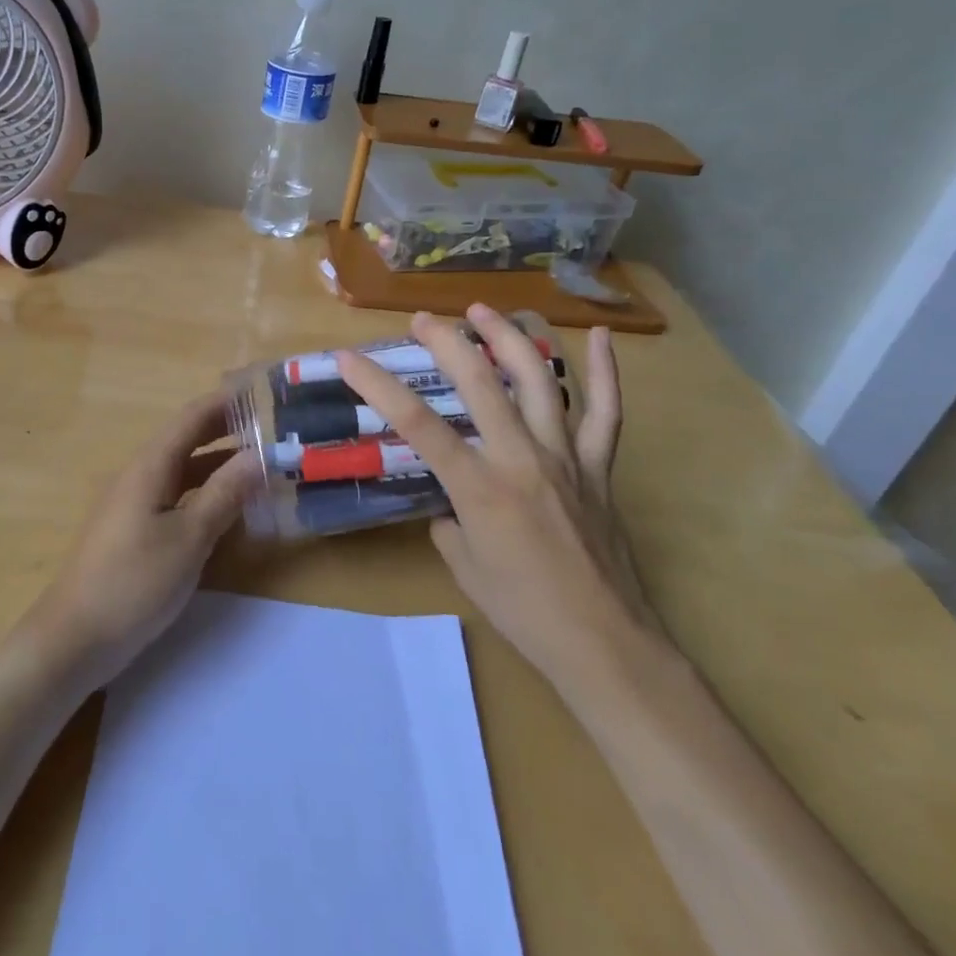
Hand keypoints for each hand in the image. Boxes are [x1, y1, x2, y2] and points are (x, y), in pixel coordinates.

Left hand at [29, 394, 259, 688]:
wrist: (74, 639)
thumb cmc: (134, 582)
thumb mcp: (189, 538)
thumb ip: (224, 494)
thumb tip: (259, 455)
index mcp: (150, 466)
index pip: (192, 417)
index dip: (226, 402)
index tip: (263, 394)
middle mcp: (140, 475)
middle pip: (187, 440)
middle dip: (227, 431)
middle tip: (271, 430)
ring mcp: (133, 503)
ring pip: (183, 471)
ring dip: (219, 465)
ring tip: (260, 466)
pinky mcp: (132, 530)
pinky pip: (175, 497)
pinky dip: (204, 493)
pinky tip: (227, 510)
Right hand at [336, 306, 662, 694]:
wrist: (605, 646)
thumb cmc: (525, 614)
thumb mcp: (464, 568)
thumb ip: (449, 522)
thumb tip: (450, 502)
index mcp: (480, 488)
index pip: (417, 424)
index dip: (378, 385)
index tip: (349, 357)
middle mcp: (522, 459)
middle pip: (481, 383)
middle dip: (447, 342)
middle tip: (423, 319)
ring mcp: (567, 457)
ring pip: (541, 381)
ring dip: (510, 338)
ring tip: (485, 309)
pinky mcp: (600, 467)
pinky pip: (607, 412)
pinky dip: (607, 372)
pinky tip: (603, 337)